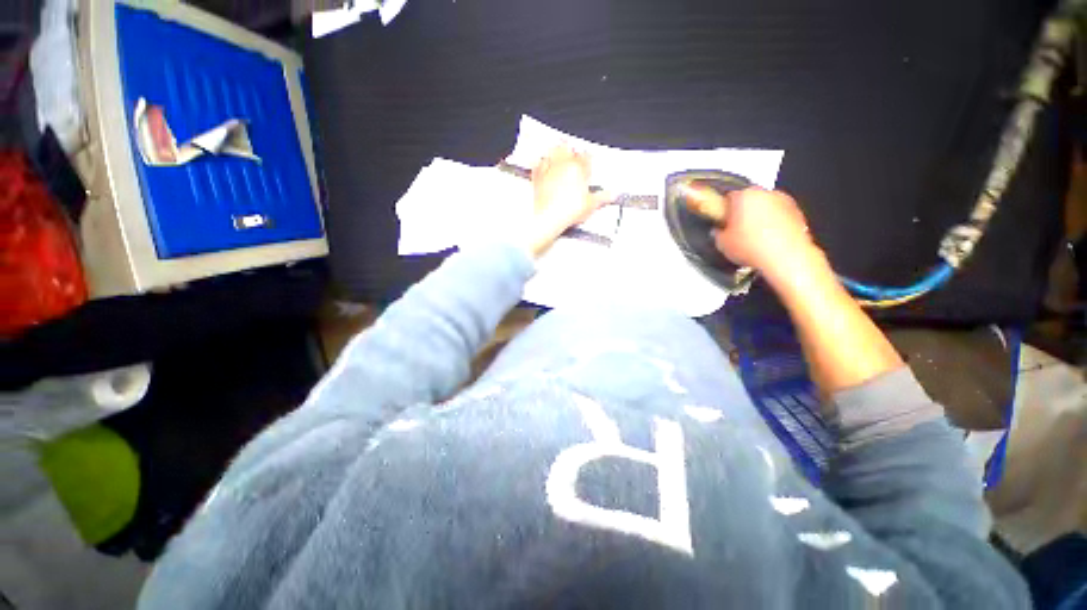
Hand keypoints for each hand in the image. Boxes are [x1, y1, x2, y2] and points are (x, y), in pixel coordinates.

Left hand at [524, 146, 607, 255]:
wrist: (549, 216)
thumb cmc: (569, 210)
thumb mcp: (591, 205)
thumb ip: (603, 197)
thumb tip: (612, 195)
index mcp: (579, 168)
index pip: (587, 156)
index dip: (588, 159)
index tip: (588, 163)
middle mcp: (564, 164)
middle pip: (569, 149)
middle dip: (572, 152)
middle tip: (574, 157)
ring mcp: (550, 169)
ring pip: (554, 152)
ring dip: (558, 152)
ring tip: (560, 154)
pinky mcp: (538, 176)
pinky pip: (540, 164)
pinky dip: (543, 163)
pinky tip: (544, 164)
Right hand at [712, 187, 816, 278]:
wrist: (785, 258)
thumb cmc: (754, 248)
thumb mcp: (722, 243)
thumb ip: (718, 233)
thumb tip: (719, 232)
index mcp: (743, 196)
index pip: (728, 197)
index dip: (723, 210)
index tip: (722, 221)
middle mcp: (764, 193)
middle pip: (748, 199)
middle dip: (742, 212)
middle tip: (736, 230)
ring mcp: (783, 201)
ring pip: (765, 206)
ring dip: (759, 217)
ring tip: (752, 238)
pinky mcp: (796, 211)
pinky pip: (779, 215)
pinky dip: (773, 224)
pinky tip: (767, 240)